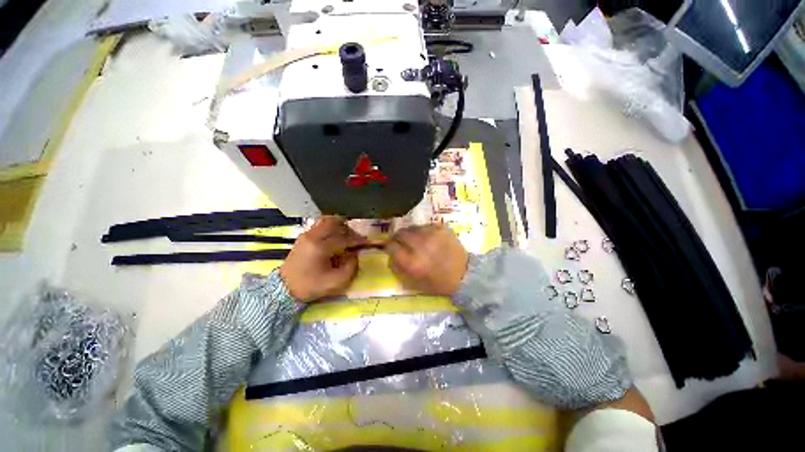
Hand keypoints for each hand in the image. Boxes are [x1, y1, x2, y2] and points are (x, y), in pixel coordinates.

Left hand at [280, 217, 366, 301]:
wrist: (284, 289)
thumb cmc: (310, 286)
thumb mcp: (335, 282)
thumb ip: (350, 267)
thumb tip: (354, 254)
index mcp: (320, 247)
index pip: (344, 238)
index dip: (357, 240)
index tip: (367, 242)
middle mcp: (312, 236)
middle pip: (335, 223)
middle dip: (348, 229)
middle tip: (355, 238)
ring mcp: (306, 235)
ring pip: (326, 221)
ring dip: (339, 226)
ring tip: (346, 236)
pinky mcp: (303, 236)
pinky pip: (320, 225)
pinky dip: (331, 228)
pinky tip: (335, 238)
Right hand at [385, 224, 467, 295]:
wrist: (464, 274)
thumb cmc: (437, 282)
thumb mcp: (414, 282)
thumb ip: (398, 268)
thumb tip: (389, 255)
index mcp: (412, 262)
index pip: (391, 246)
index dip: (389, 246)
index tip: (391, 248)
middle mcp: (420, 245)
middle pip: (400, 233)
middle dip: (398, 238)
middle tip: (402, 243)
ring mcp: (432, 234)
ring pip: (412, 227)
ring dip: (411, 234)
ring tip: (417, 241)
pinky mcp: (441, 228)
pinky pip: (425, 226)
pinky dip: (423, 231)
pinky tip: (428, 239)